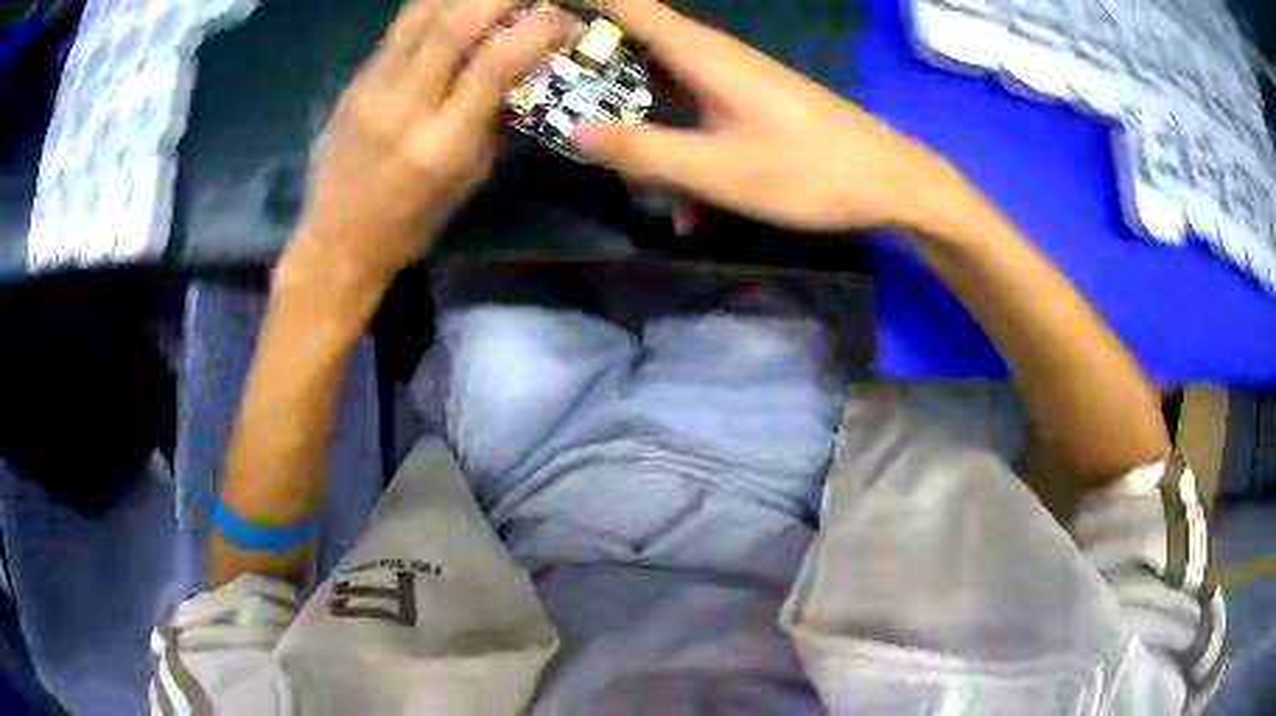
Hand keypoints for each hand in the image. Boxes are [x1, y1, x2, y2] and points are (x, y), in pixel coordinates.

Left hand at [286, 0, 572, 283]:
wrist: (334, 242)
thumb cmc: (410, 223)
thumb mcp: (467, 180)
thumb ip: (495, 119)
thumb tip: (525, 68)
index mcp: (441, 145)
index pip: (494, 65)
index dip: (537, 30)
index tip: (564, 20)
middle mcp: (403, 107)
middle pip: (455, 23)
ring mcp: (371, 87)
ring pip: (423, 12)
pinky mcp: (354, 79)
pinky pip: (401, 26)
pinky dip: (438, 5)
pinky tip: (459, 6)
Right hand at [572, 0, 941, 231]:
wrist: (888, 181)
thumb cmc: (808, 170)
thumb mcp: (717, 170)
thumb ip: (643, 151)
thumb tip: (574, 131)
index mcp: (699, 53)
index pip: (625, 4)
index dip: (582, 3)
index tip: (537, 18)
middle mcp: (710, 58)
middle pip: (632, 51)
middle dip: (593, 84)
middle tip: (556, 117)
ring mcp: (730, 83)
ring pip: (662, 95)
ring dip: (641, 138)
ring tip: (637, 191)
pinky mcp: (746, 108)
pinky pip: (695, 122)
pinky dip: (682, 159)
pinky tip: (690, 214)